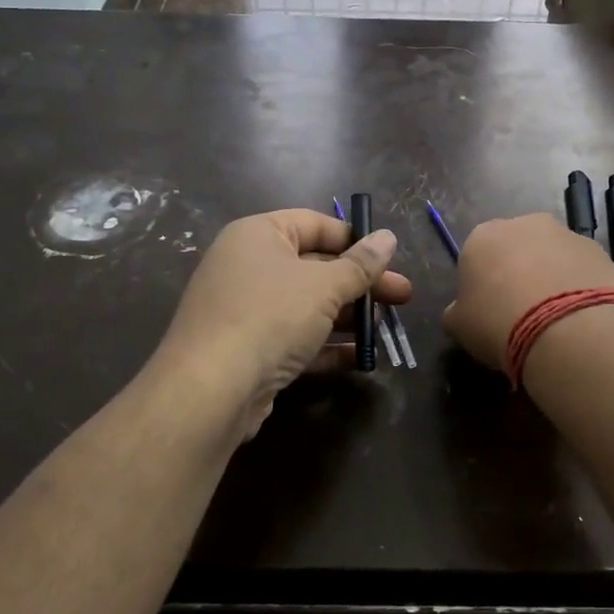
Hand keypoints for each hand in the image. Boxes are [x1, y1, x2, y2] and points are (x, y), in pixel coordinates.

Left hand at [159, 209, 411, 436]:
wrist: (210, 389)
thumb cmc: (269, 317)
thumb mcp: (324, 286)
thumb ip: (360, 265)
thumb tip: (388, 238)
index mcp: (258, 235)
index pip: (314, 224)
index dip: (354, 239)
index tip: (389, 258)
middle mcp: (248, 266)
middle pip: (315, 267)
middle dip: (360, 284)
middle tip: (403, 297)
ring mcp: (246, 310)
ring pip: (307, 306)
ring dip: (348, 317)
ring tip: (385, 329)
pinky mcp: (249, 350)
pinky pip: (295, 338)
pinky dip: (326, 345)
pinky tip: (360, 357)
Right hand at [442, 212, 613, 370]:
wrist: (568, 328)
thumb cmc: (498, 323)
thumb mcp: (460, 326)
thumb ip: (457, 312)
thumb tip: (461, 312)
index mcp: (481, 236)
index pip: (475, 256)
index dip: (481, 284)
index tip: (488, 312)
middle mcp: (523, 224)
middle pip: (515, 249)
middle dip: (517, 274)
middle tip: (521, 314)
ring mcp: (565, 234)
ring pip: (551, 257)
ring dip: (550, 279)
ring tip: (554, 320)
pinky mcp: (600, 250)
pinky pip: (581, 270)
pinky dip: (579, 288)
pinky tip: (578, 318)